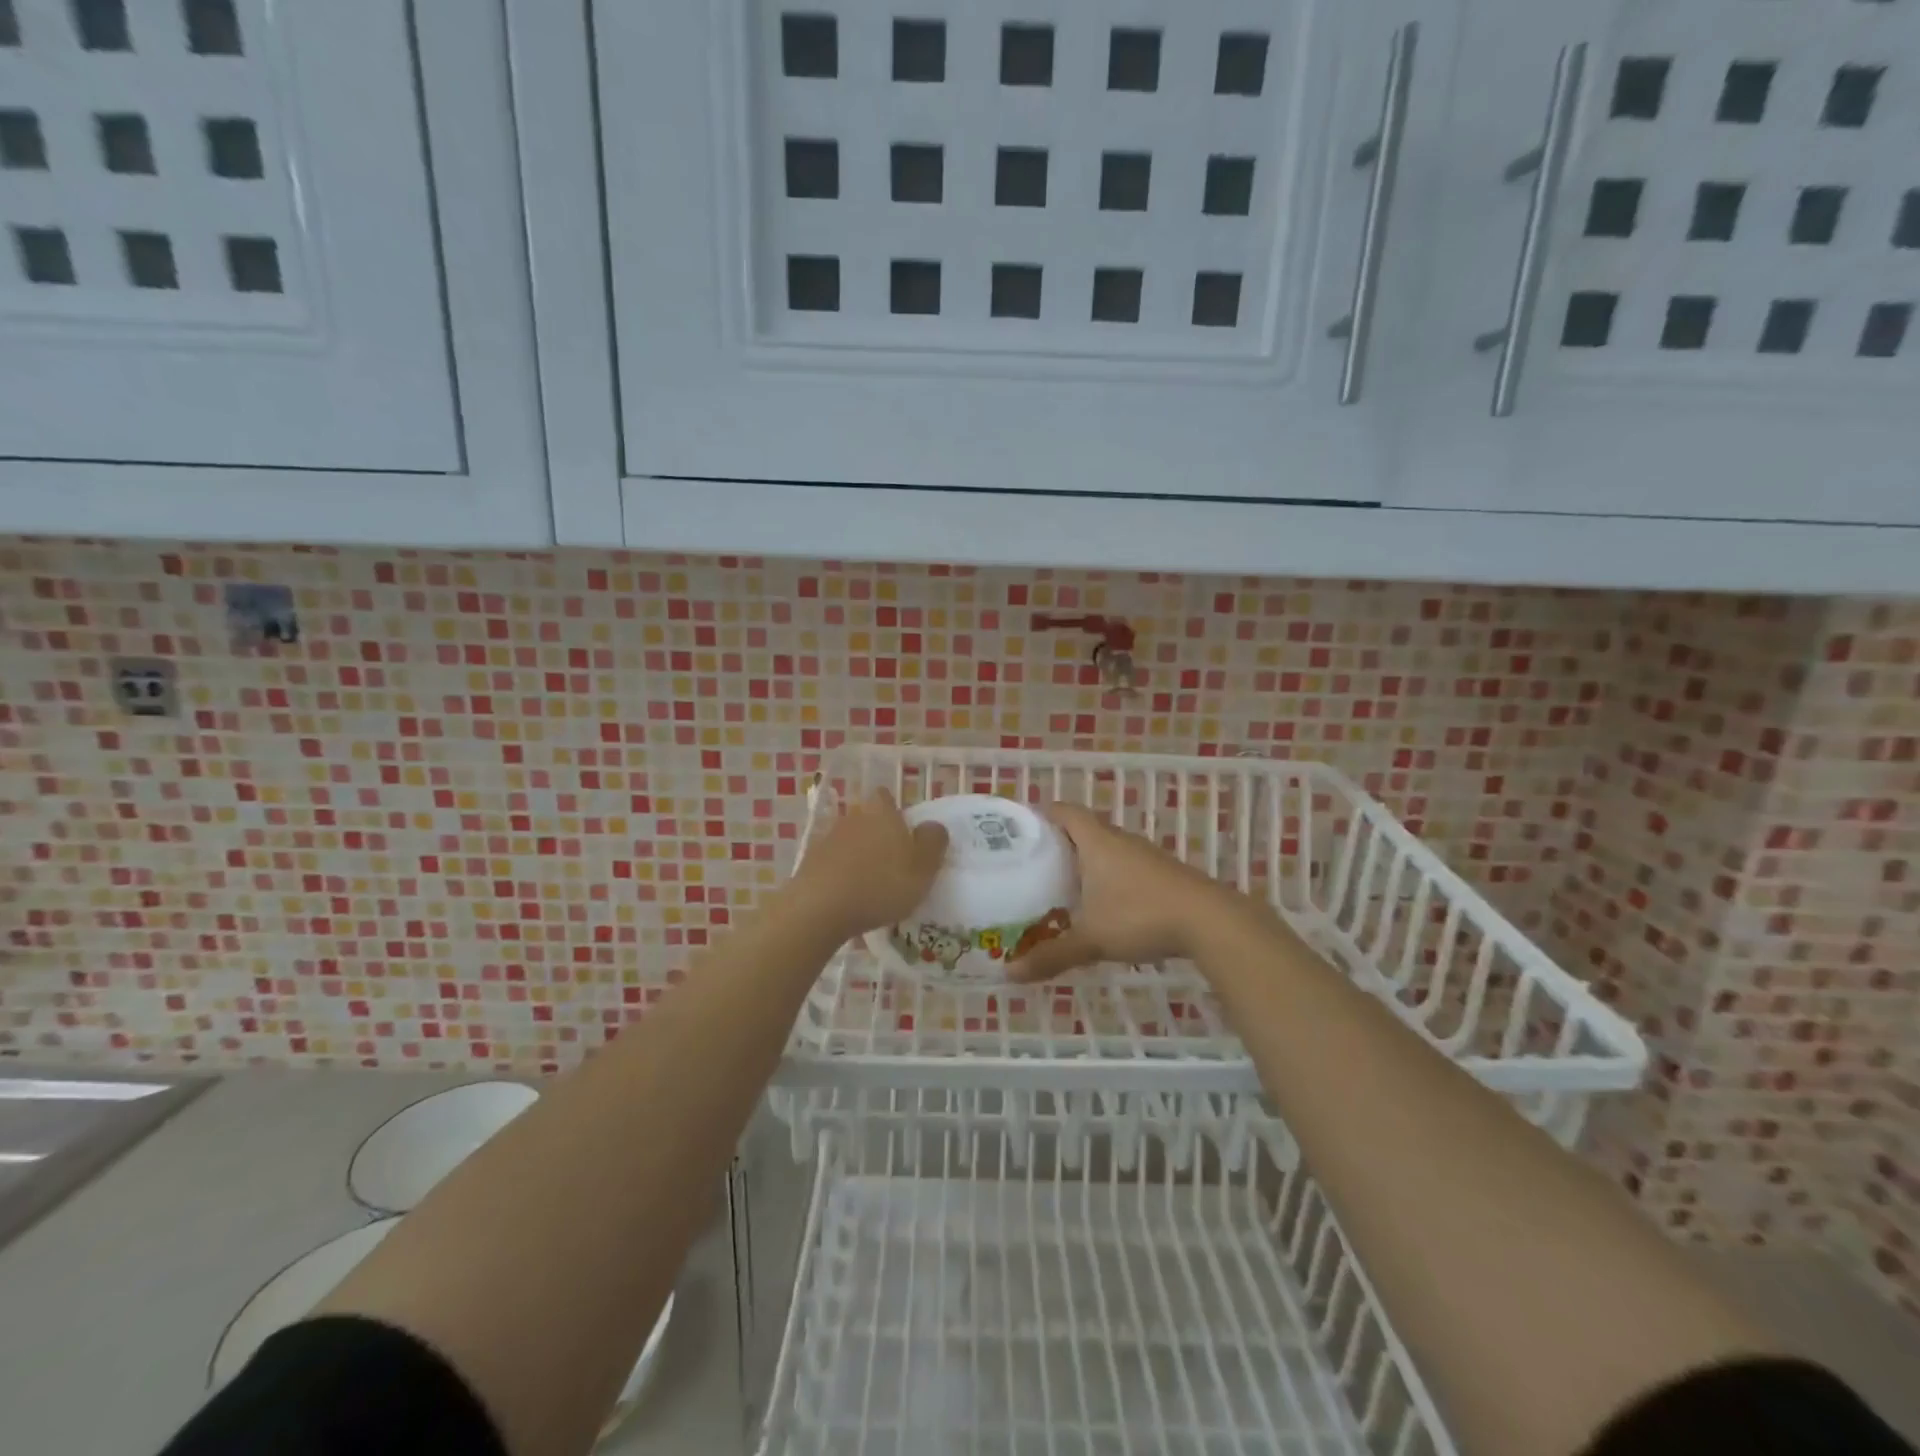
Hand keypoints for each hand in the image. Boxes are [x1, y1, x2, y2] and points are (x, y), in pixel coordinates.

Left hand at [789, 788, 947, 940]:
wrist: (819, 908)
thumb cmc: (880, 884)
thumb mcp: (923, 867)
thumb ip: (933, 841)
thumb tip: (933, 826)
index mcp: (881, 811)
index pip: (886, 797)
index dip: (895, 812)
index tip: (905, 835)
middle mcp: (853, 816)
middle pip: (868, 818)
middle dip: (878, 836)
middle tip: (892, 864)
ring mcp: (827, 838)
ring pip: (850, 841)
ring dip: (859, 856)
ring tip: (871, 885)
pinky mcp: (810, 862)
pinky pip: (833, 863)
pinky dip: (841, 874)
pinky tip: (849, 897)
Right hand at [1010, 802, 1240, 981]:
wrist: (1210, 921)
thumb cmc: (1140, 916)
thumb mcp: (1091, 939)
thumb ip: (1050, 955)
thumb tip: (1009, 973)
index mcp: (1096, 841)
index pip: (1064, 811)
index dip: (1043, 814)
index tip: (1022, 829)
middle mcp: (1120, 840)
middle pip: (1085, 828)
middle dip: (1060, 843)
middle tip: (1035, 865)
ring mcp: (1145, 855)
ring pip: (1108, 849)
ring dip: (1088, 862)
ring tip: (1064, 887)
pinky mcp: (1164, 873)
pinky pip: (1127, 866)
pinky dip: (1110, 878)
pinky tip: (1105, 906)